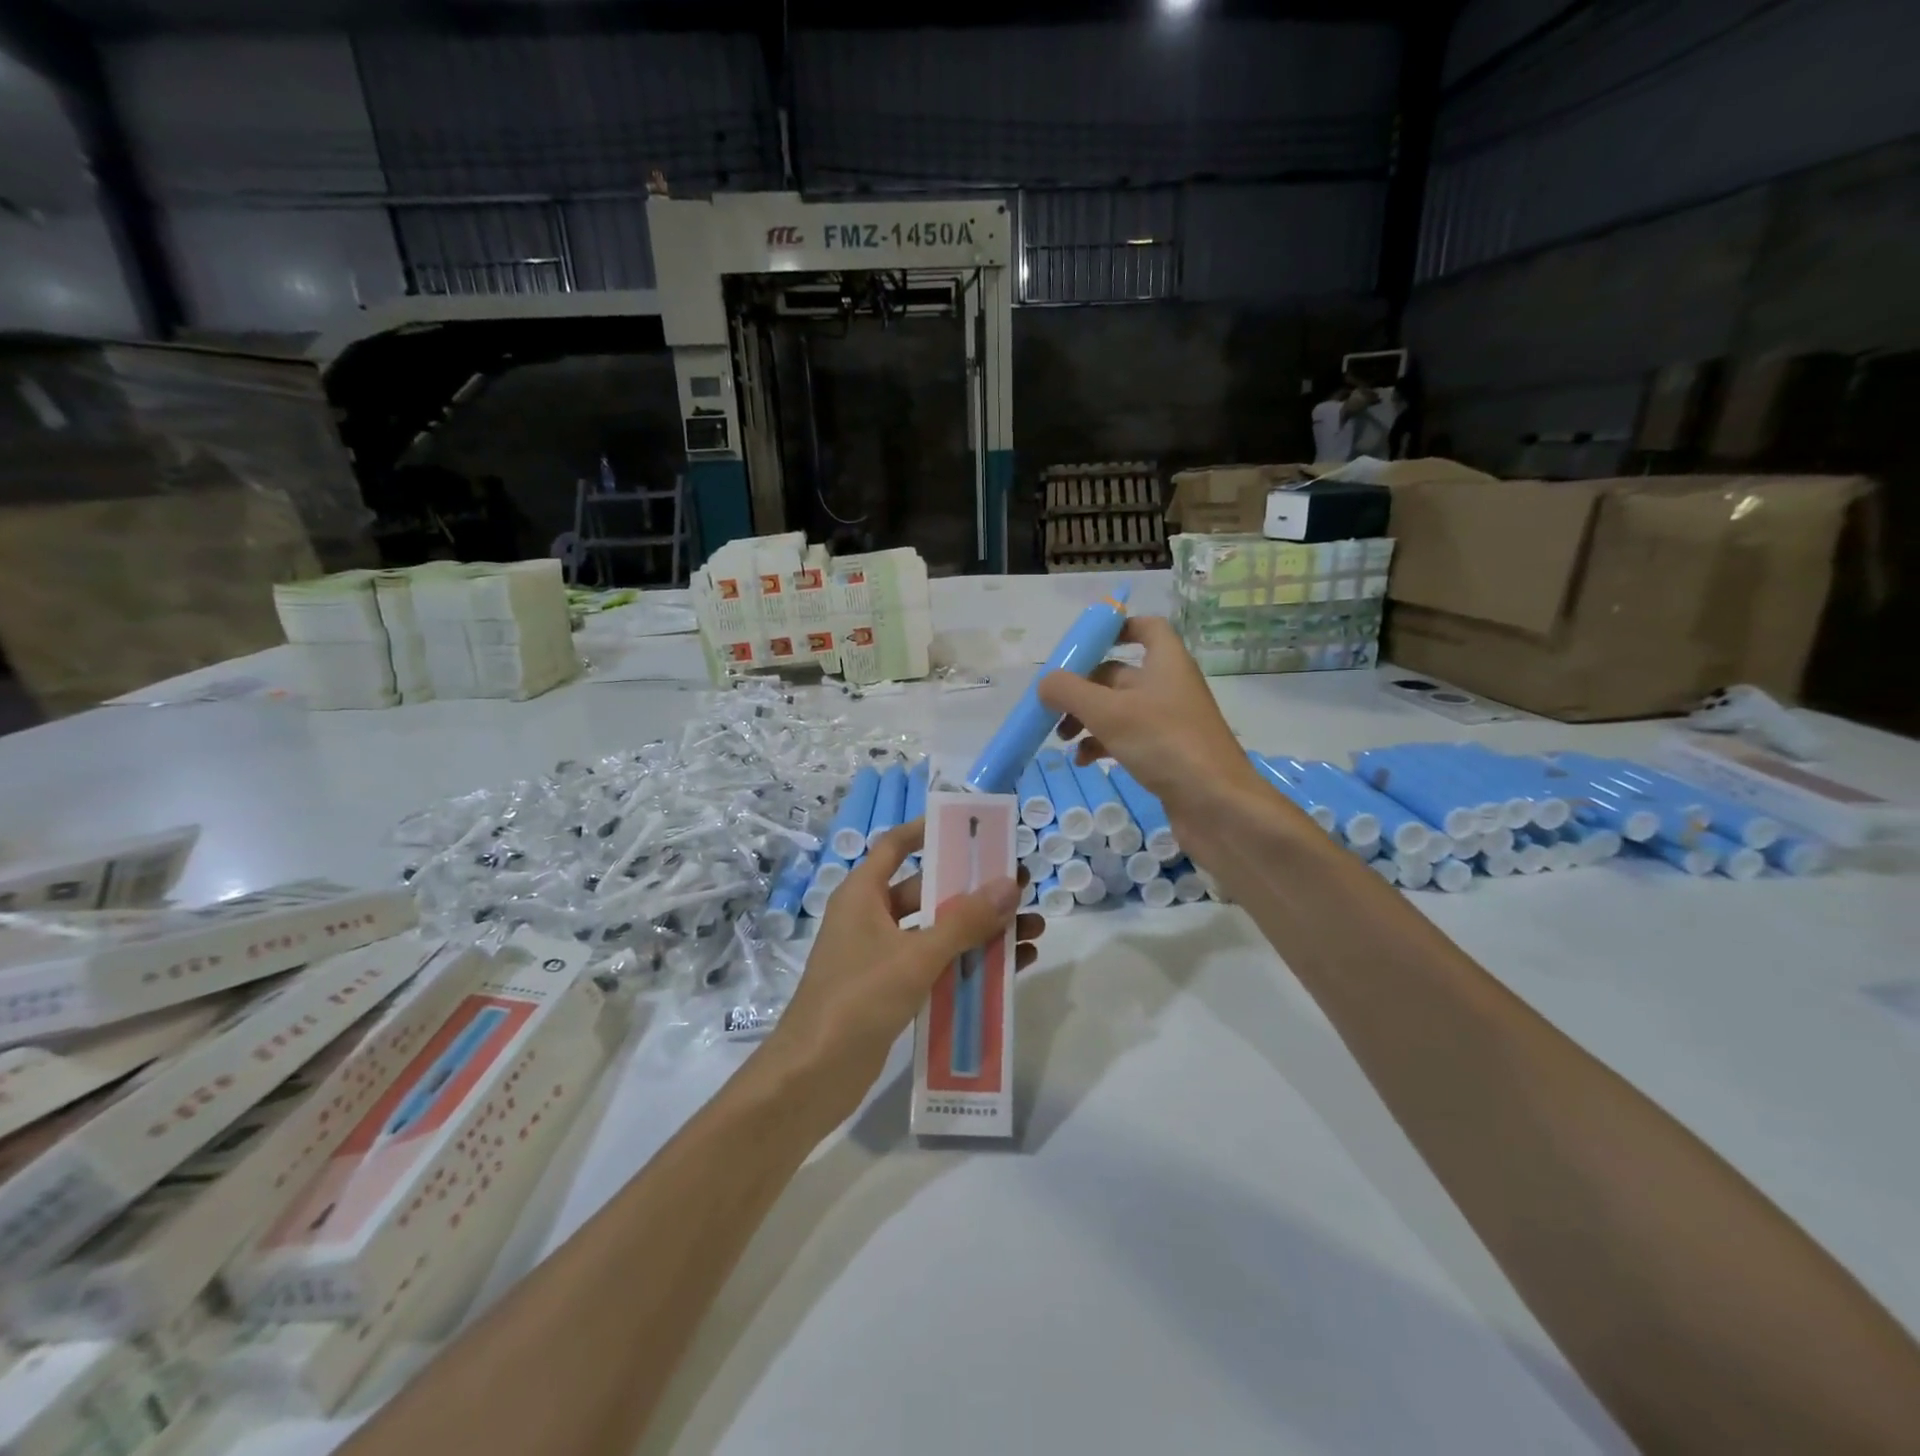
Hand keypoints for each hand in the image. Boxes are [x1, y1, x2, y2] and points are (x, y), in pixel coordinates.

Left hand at [758, 820, 1042, 1128]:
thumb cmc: (857, 1000)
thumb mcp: (915, 956)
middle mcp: (871, 918)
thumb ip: (964, 921)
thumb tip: (1010, 884)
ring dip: (981, 930)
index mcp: (863, 895)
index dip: (929, 830)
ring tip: (1033, 929)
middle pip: (928, 891)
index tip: (971, 826)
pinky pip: (936, 965)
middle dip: (975, 890)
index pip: (895, 846)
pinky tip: (1011, 967)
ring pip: (938, 931)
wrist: (812, 1079)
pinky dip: (969, 963)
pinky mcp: (892, 990)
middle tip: (1021, 888)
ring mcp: (881, 956)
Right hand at [1036, 616, 1264, 831]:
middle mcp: (1168, 686)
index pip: (1146, 628)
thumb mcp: (1109, 712)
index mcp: (1165, 663)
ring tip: (1061, 738)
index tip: (1083, 643)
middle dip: (1083, 687)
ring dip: (1087, 718)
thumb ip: (1070, 692)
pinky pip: (1127, 738)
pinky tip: (1084, 761)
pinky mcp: (1166, 753)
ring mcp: (1169, 722)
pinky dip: (1102, 744)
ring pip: (1118, 709)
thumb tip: (1044, 683)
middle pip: (1119, 673)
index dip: (1116, 628)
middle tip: (1052, 705)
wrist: (1217, 805)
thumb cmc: (1165, 744)